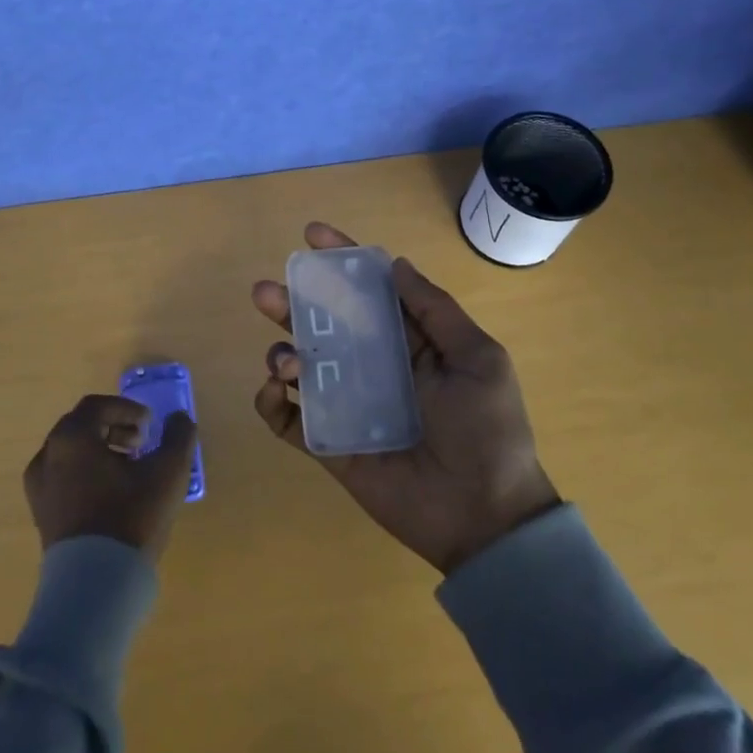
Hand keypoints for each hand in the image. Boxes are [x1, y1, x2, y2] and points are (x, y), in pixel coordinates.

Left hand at [23, 394, 197, 561]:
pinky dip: (86, 473)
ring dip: (100, 451)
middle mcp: (48, 455)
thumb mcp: (168, 472)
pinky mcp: (41, 514)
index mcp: (72, 438)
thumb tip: (179, 419)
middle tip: (141, 444)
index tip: (150, 426)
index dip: (127, 409)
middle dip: (113, 428)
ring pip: (71, 453)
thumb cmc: (130, 518)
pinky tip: (111, 496)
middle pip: (81, 426)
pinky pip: (63, 477)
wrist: (95, 584)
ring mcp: (39, 487)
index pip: (96, 406)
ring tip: (129, 471)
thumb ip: (178, 437)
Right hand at [252, 222, 560, 574]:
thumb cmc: (487, 430)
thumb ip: (436, 310)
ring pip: (300, 366)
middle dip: (292, 303)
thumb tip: (396, 264)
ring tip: (286, 362)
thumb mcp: (478, 359)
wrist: (484, 516)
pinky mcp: (329, 444)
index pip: (368, 293)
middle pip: (323, 325)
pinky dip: (270, 403)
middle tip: (266, 291)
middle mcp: (373, 367)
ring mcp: (348, 405)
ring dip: (281, 353)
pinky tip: (274, 392)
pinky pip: (289, 420)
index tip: (311, 235)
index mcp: (409, 344)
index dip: (340, 262)